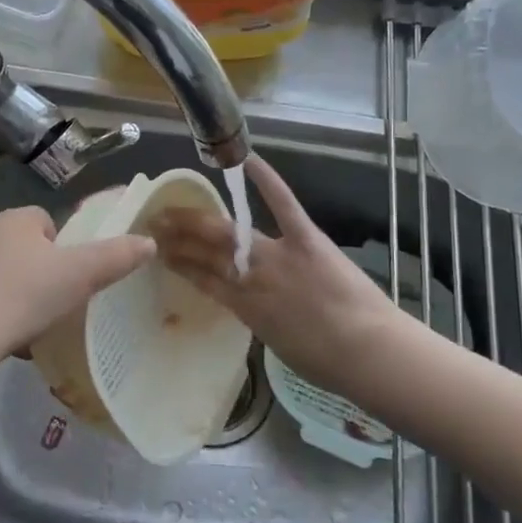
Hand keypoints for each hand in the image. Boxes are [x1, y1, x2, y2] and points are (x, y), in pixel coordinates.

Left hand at [0, 206, 155, 364]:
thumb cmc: (24, 296)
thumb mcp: (79, 276)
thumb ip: (115, 257)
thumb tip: (149, 242)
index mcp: (14, 219)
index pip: (45, 221)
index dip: (63, 246)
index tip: (72, 275)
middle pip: (23, 246)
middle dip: (41, 270)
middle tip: (58, 301)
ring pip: (1, 272)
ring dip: (18, 292)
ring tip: (34, 324)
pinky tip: (8, 338)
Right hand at [150, 156, 398, 393]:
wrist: (367, 352)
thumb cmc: (326, 362)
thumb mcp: (277, 345)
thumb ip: (259, 320)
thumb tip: (252, 306)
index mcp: (244, 307)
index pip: (201, 280)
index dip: (178, 264)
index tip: (158, 252)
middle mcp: (251, 278)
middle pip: (206, 253)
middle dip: (177, 237)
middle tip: (154, 222)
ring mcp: (276, 255)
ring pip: (228, 234)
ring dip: (198, 220)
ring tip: (174, 208)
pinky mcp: (306, 239)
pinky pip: (283, 205)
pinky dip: (267, 180)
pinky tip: (248, 160)